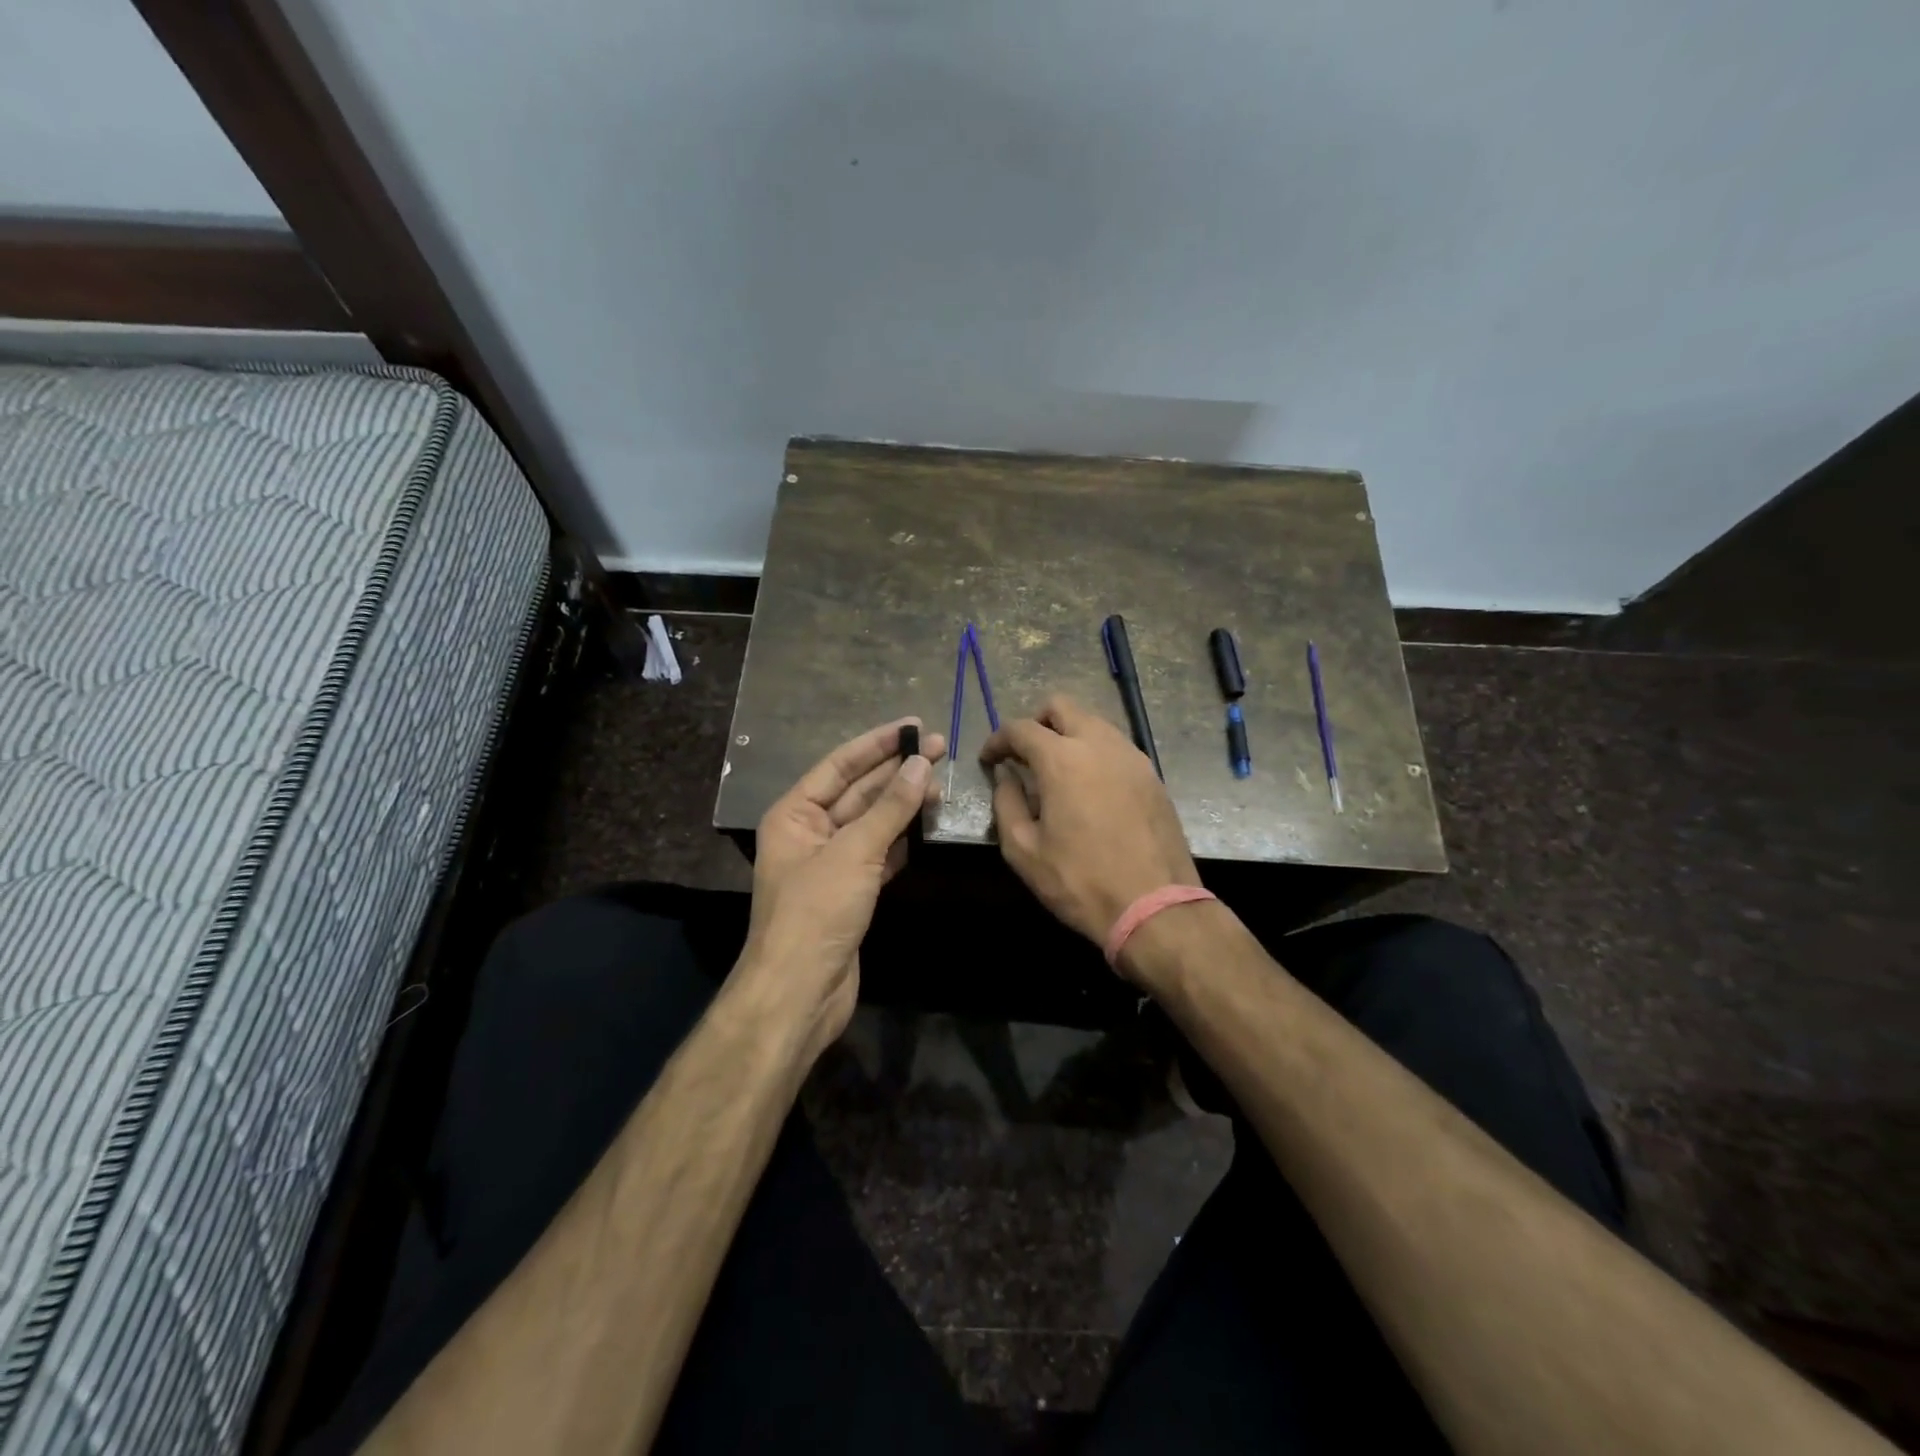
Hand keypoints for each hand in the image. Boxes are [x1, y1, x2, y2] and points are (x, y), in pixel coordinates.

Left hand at [729, 718, 943, 1065]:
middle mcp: (809, 832)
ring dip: (903, 803)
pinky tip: (926, 823)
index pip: (839, 765)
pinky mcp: (850, 890)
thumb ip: (890, 807)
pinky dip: (902, 838)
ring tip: (940, 782)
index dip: (876, 744)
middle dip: (896, 770)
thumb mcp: (854, 852)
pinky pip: (880, 852)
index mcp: (794, 814)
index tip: (913, 725)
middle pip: (858, 791)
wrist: (801, 992)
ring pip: (872, 821)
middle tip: (940, 748)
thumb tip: (921, 763)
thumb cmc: (817, 912)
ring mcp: (831, 863)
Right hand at [981, 696, 1199, 960]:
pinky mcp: (1152, 776)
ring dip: (1068, 734)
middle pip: (1062, 707)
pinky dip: (1094, 752)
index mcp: (1062, 759)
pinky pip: (1116, 746)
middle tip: (1023, 754)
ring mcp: (1132, 757)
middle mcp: (1099, 744)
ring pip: (1093, 723)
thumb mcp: (1024, 851)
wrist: (1155, 907)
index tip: (989, 760)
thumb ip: (1006, 804)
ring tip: (1056, 771)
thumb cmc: (1080, 881)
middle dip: (1036, 722)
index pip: (1021, 728)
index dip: (998, 740)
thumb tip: (1006, 777)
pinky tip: (1089, 787)